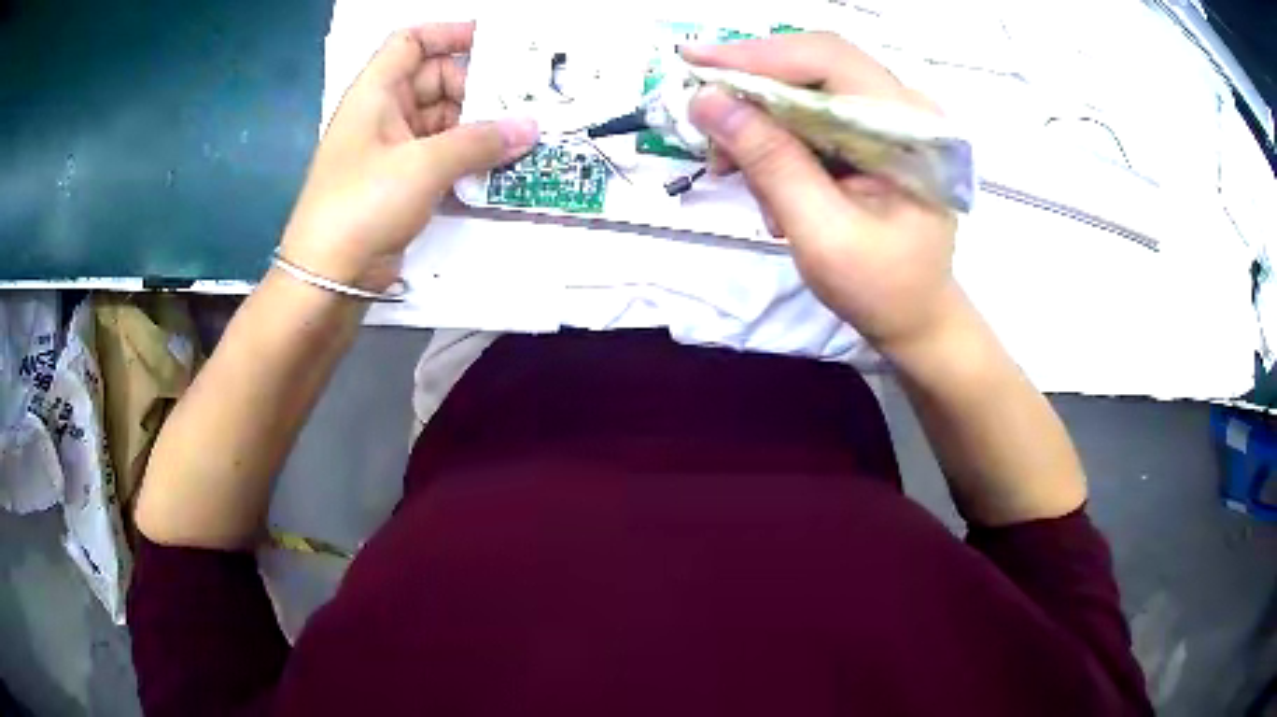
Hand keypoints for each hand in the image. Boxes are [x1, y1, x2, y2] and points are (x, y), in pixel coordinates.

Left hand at [280, 22, 538, 289]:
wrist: (327, 278)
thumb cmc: (363, 204)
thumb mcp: (423, 165)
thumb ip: (480, 142)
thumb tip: (530, 127)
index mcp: (376, 93)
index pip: (411, 42)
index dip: (449, 34)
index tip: (495, 42)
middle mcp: (383, 114)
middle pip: (435, 81)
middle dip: (478, 87)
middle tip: (525, 100)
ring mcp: (391, 151)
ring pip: (443, 121)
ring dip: (479, 127)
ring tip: (524, 133)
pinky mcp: (400, 184)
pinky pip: (441, 156)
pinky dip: (468, 158)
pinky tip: (501, 165)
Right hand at [683, 34, 960, 353]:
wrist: (914, 316)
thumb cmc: (881, 286)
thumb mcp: (821, 231)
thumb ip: (769, 161)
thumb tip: (708, 101)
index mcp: (909, 126)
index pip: (828, 60)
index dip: (758, 54)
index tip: (694, 62)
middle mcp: (902, 108)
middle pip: (813, 67)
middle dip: (752, 91)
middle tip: (704, 120)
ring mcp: (887, 120)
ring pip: (806, 91)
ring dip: (760, 124)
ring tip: (733, 171)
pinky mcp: (871, 135)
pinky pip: (811, 117)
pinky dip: (777, 142)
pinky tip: (766, 184)